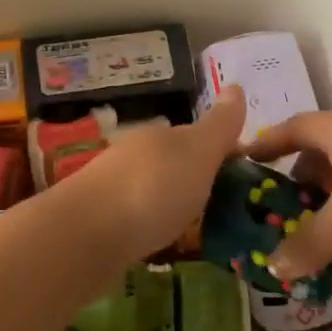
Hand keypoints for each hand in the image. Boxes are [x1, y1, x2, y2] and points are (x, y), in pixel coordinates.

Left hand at [45, 87, 248, 281]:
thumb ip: (218, 126)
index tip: (244, 175)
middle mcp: (134, 156)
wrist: (87, 235)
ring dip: (173, 203)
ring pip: (153, 191)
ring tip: (200, 229)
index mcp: (159, 136)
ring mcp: (114, 190)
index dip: (221, 152)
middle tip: (226, 205)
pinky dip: (154, 227)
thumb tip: (236, 86)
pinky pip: (138, 220)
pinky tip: (164, 244)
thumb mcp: (197, 152)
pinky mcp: (101, 225)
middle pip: (172, 163)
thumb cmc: (153, 188)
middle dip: (195, 178)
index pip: (195, 137)